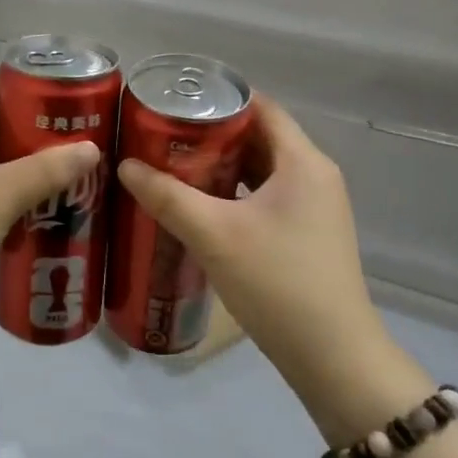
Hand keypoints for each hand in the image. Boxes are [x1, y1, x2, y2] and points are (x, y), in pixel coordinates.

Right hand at [116, 97, 427, 442]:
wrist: (332, 358)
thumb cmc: (277, 282)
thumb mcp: (213, 234)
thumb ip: (167, 196)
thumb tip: (125, 165)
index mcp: (303, 162)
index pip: (260, 107)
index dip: (218, 98)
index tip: (174, 101)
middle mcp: (314, 176)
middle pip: (258, 137)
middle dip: (210, 133)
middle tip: (161, 134)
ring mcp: (314, 207)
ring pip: (260, 169)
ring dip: (220, 165)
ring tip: (171, 165)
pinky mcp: (307, 234)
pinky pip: (265, 196)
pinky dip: (233, 192)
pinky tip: (199, 205)